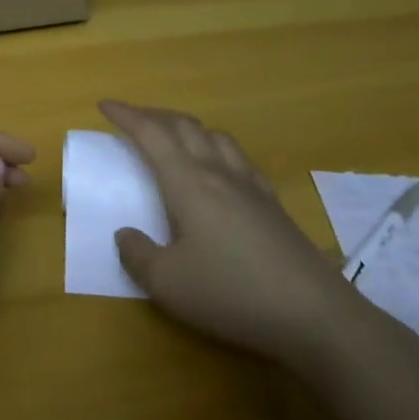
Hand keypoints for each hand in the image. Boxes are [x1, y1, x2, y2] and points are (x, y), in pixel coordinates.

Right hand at [101, 101, 376, 362]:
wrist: (314, 314)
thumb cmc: (232, 293)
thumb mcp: (169, 284)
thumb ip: (138, 255)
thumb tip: (125, 234)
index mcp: (188, 183)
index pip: (151, 135)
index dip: (127, 116)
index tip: (105, 105)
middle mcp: (218, 173)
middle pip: (184, 126)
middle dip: (154, 116)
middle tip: (132, 119)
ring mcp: (251, 186)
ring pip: (215, 136)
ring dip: (188, 128)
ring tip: (174, 137)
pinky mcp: (273, 204)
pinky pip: (239, 158)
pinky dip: (218, 148)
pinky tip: (221, 168)